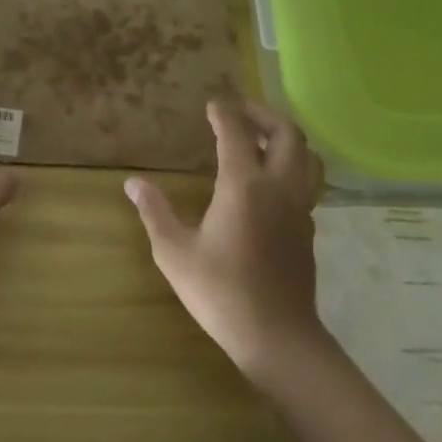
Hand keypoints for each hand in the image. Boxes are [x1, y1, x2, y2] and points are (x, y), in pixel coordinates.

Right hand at [125, 99, 323, 378]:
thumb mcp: (174, 252)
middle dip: (263, 115)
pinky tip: (270, 181)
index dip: (224, 112)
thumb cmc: (220, 292)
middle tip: (240, 114)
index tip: (213, 103)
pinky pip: (307, 182)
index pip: (237, 132)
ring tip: (261, 140)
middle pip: (287, 134)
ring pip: (307, 157)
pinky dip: (292, 166)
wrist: (277, 338)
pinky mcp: (308, 229)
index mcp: (244, 185)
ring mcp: (299, 209)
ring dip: (286, 139)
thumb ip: (154, 211)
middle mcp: (278, 188)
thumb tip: (133, 182)